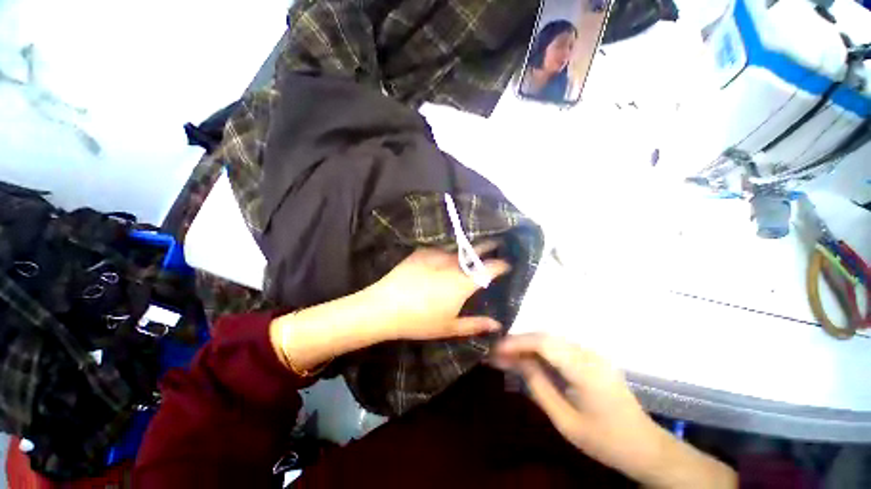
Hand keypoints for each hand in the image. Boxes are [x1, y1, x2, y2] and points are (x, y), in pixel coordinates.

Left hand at [271, 245, 509, 373]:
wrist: (384, 307)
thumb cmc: (419, 321)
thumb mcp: (449, 327)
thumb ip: (475, 324)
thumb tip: (498, 325)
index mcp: (463, 282)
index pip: (491, 268)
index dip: (503, 264)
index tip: (509, 263)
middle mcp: (454, 263)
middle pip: (478, 249)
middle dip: (492, 244)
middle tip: (499, 241)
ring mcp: (437, 253)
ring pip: (461, 243)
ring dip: (473, 241)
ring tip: (480, 239)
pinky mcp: (423, 250)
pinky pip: (442, 243)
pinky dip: (452, 242)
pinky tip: (453, 242)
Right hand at [493, 335, 736, 488]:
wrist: (645, 446)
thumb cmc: (605, 440)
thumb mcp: (566, 421)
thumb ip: (539, 387)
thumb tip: (516, 361)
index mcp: (586, 371)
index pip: (545, 343)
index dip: (518, 342)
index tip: (496, 349)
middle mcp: (589, 354)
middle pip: (546, 337)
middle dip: (519, 342)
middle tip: (497, 352)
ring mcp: (592, 354)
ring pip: (551, 339)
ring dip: (528, 344)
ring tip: (508, 355)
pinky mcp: (592, 357)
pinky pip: (560, 347)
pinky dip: (540, 350)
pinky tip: (529, 358)